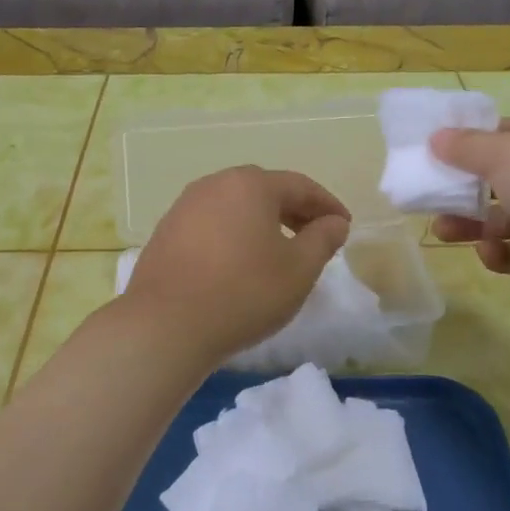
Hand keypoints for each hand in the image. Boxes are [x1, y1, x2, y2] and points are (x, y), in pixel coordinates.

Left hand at [123, 166, 350, 364]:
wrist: (166, 326)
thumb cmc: (244, 293)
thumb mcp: (299, 270)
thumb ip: (323, 239)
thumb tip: (334, 222)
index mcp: (250, 184)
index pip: (300, 185)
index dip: (327, 205)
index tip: (344, 226)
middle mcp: (214, 185)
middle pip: (265, 191)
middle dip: (295, 211)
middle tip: (315, 236)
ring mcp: (184, 207)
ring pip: (235, 207)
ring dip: (262, 223)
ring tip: (279, 251)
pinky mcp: (166, 233)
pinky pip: (212, 225)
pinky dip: (234, 236)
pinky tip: (239, 264)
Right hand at [428, 115, 509, 314]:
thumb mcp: (506, 154)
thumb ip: (467, 147)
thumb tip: (436, 138)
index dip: (474, 141)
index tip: (438, 153)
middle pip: (507, 176)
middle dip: (467, 188)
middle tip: (431, 197)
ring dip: (475, 223)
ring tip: (442, 231)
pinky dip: (502, 253)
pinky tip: (487, 254)